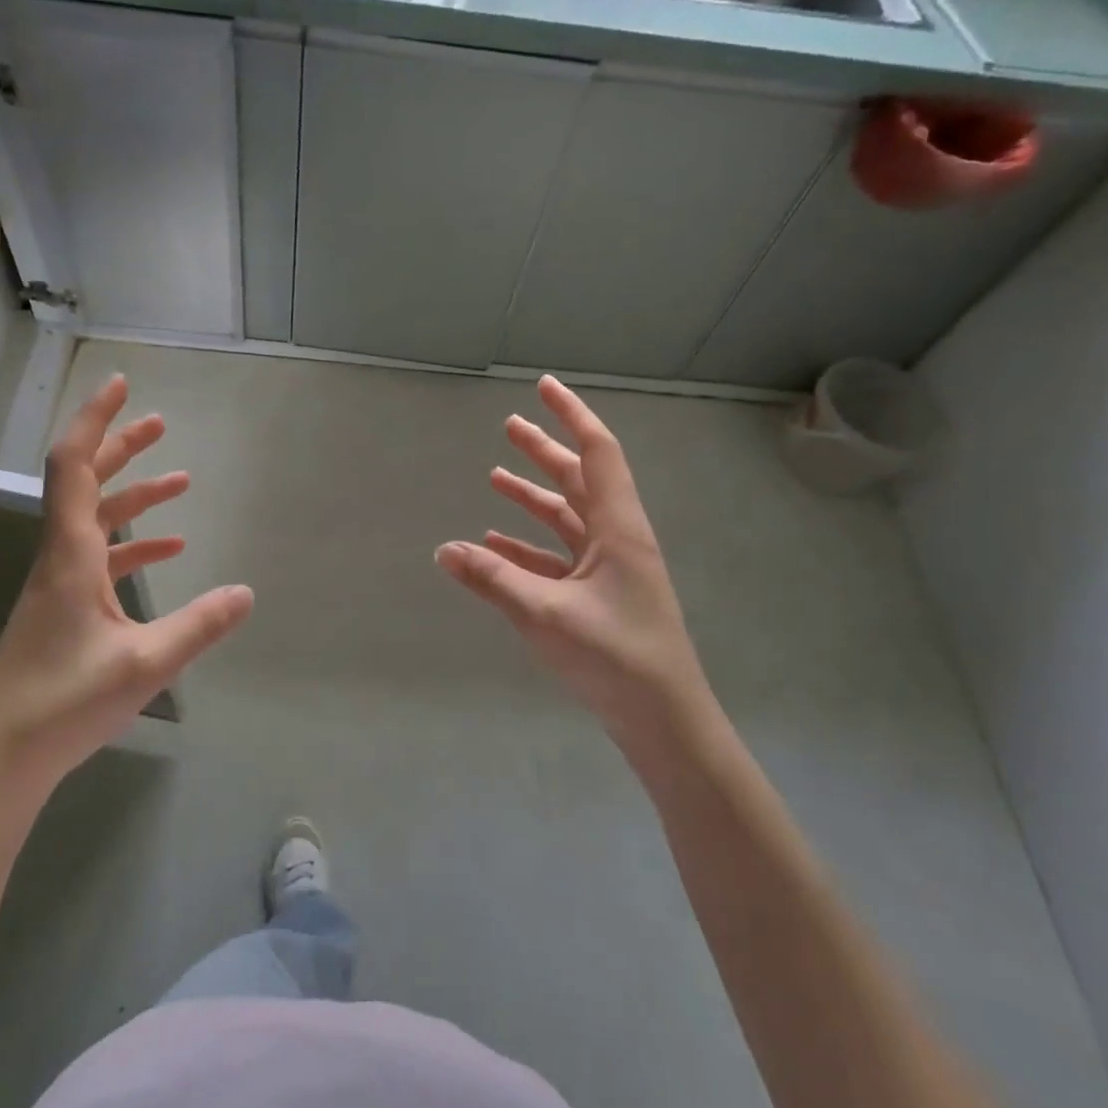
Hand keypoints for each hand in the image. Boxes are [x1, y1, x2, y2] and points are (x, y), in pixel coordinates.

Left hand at [0, 375, 253, 802]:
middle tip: (159, 422)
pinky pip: (102, 559)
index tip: (121, 386)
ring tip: (181, 480)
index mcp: (70, 556)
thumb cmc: (64, 703)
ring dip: (134, 495)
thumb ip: (199, 625)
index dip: (96, 420)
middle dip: (121, 447)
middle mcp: (61, 558)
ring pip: (96, 520)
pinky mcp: (65, 609)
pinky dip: (134, 545)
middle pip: (85, 483)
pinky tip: (170, 551)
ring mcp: (60, 584)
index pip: (74, 467)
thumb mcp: (145, 664)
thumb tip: (247, 592)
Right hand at [435, 376, 710, 751]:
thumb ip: (492, 579)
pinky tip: (495, 543)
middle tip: (509, 425)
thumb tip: (443, 549)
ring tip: (495, 477)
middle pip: (579, 479)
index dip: (571, 415)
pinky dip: (529, 545)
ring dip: (533, 496)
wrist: (664, 722)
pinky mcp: (598, 596)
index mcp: (618, 528)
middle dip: (545, 450)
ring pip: (567, 517)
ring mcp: (609, 569)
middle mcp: (616, 538)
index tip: (544, 386)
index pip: (597, 452)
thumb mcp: (546, 614)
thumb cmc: (615, 658)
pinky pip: (558, 557)